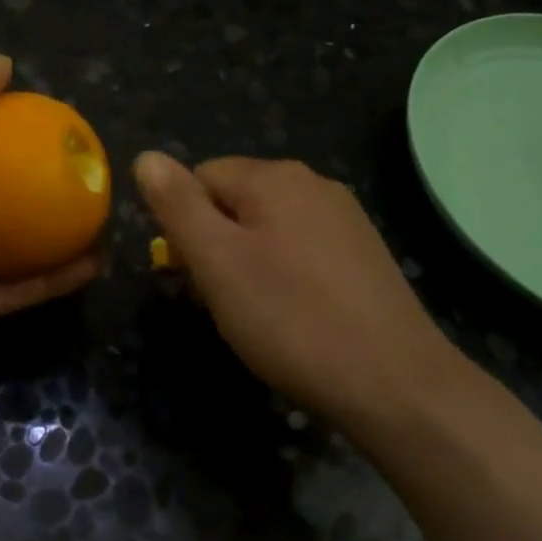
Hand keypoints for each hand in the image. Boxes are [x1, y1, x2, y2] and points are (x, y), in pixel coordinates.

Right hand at [133, 153, 450, 424]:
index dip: (184, 225)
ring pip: (268, 228)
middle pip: (235, 201)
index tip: (191, 276)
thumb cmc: (290, 319)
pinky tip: (294, 316)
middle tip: (220, 301)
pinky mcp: (365, 254)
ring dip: (247, 263)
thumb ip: (177, 205)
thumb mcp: (217, 261)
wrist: (395, 383)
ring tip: (255, 315)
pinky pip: (302, 250)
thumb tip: (147, 157)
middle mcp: (313, 184)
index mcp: (275, 177)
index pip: (200, 178)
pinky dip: (284, 276)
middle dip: (215, 245)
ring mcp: (345, 218)